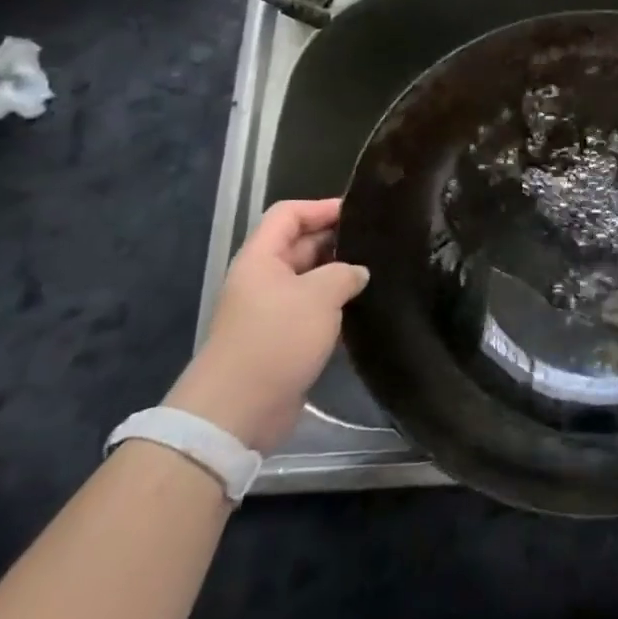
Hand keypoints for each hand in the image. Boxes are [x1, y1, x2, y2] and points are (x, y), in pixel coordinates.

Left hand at [165, 198, 368, 451]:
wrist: (238, 411)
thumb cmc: (276, 339)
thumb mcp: (319, 295)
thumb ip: (345, 273)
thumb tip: (358, 272)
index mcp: (261, 258)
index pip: (288, 214)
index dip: (321, 207)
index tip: (360, 212)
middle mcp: (264, 279)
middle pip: (301, 245)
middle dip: (337, 240)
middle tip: (379, 241)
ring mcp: (272, 311)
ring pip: (310, 279)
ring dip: (340, 275)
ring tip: (379, 271)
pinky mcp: (283, 340)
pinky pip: (313, 310)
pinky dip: (336, 306)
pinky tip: (364, 307)